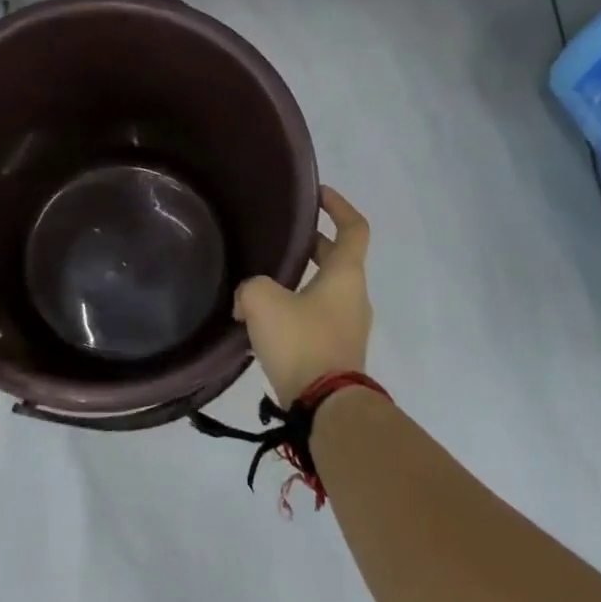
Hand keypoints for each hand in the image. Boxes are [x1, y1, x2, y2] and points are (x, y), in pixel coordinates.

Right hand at [234, 186, 373, 404]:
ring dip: (301, 280)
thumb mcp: (263, 301)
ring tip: (265, 282)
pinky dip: (297, 309)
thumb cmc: (302, 341)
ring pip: (325, 290)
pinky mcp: (338, 352)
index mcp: (346, 274)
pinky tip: (265, 321)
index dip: (339, 206)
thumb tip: (246, 300)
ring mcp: (349, 326)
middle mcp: (354, 296)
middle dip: (312, 244)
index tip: (318, 194)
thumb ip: (250, 287)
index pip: (354, 227)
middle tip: (283, 238)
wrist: (327, 407)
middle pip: (337, 258)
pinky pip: (318, 318)